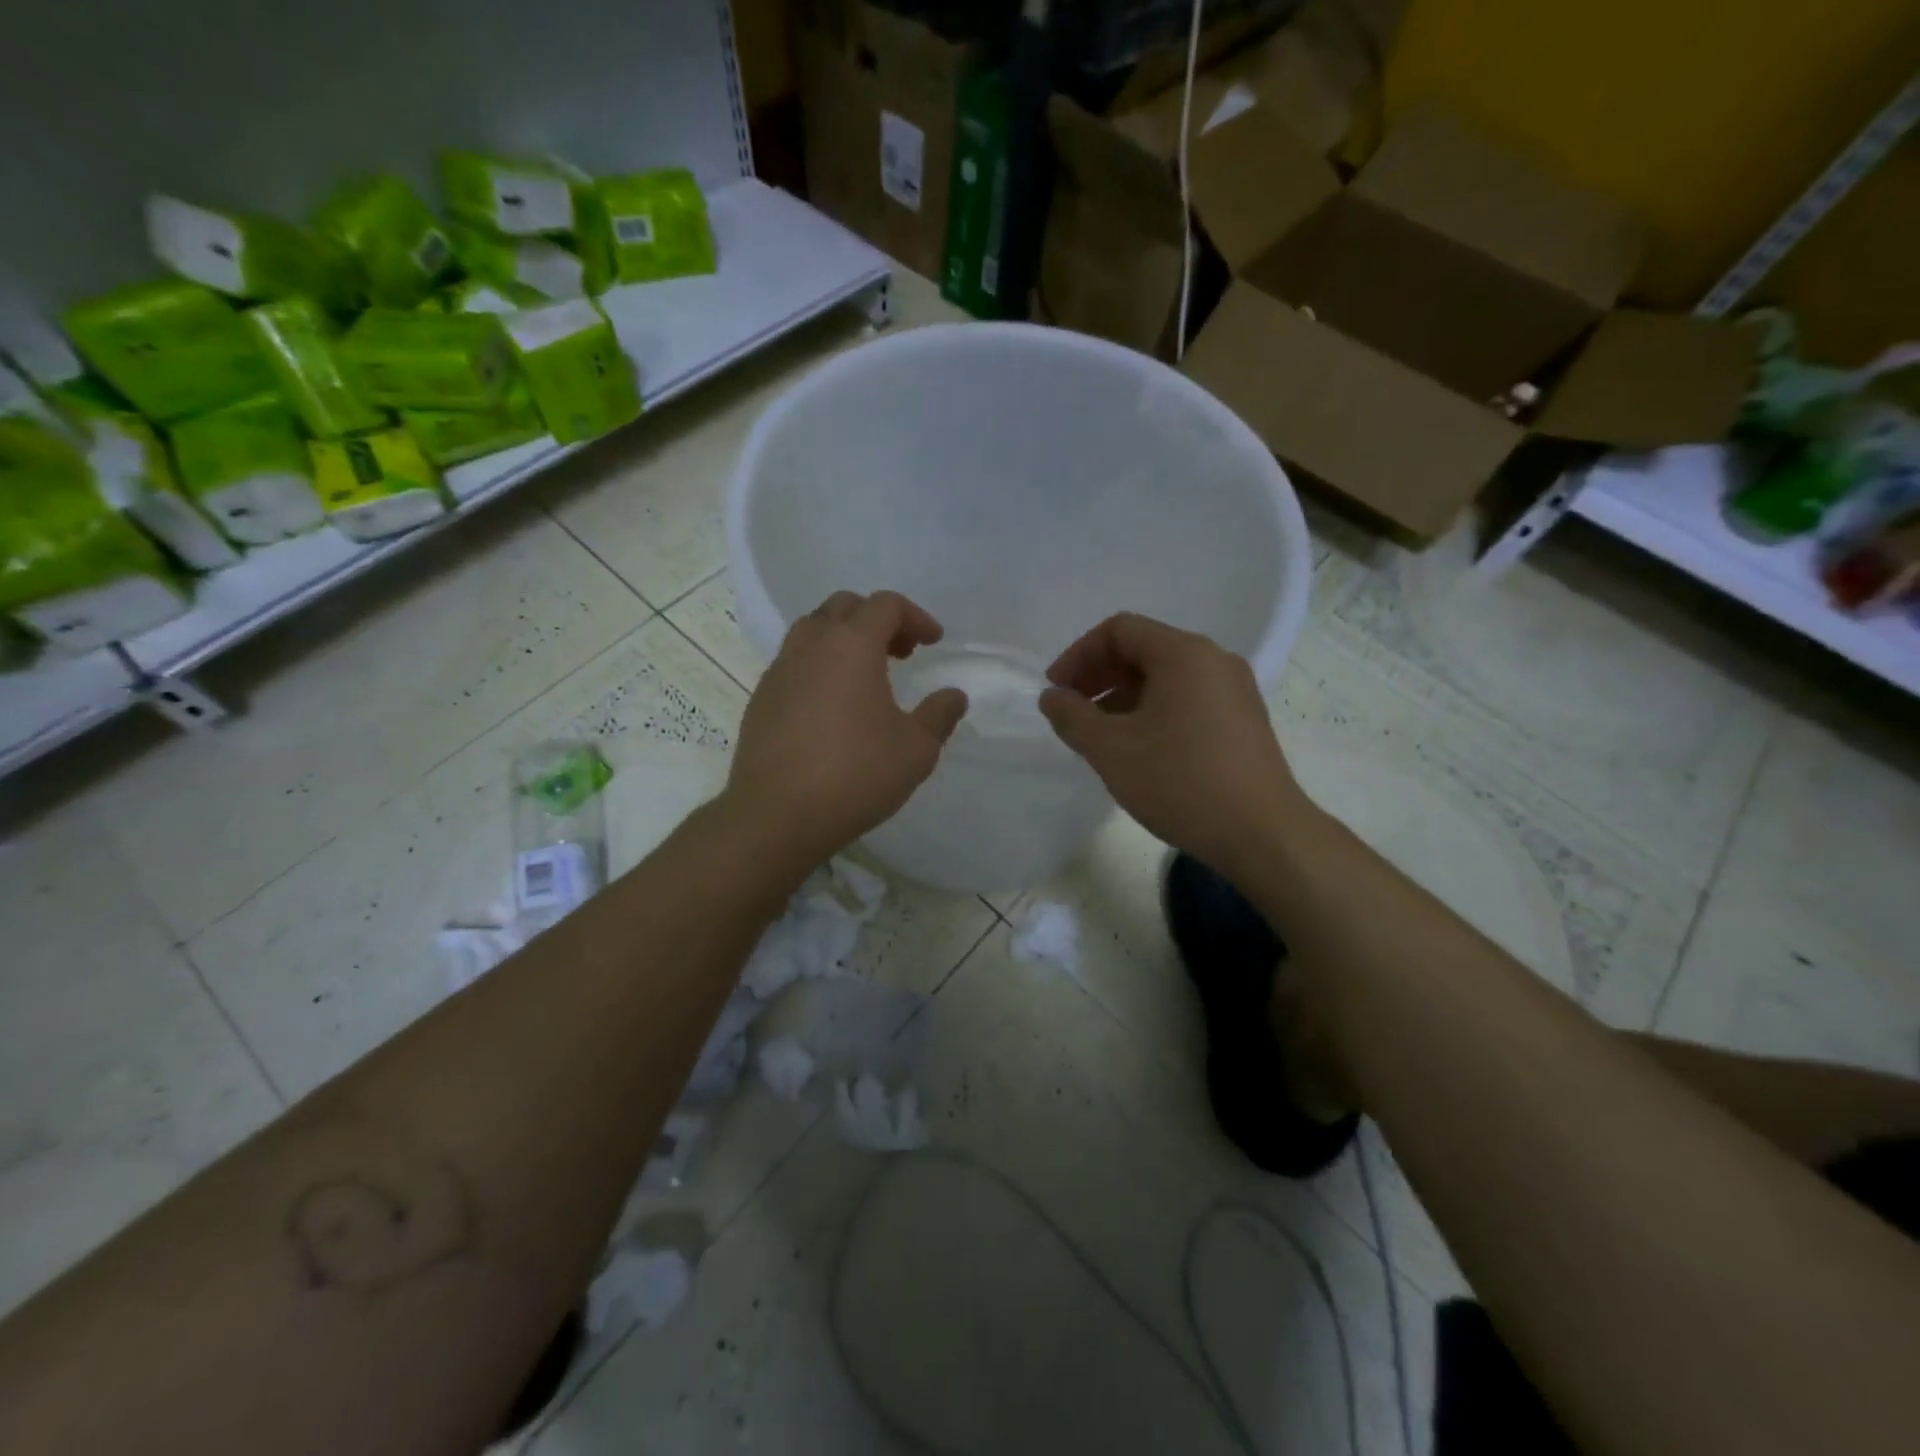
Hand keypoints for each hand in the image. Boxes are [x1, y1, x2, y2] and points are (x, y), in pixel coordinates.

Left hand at [725, 590, 967, 870]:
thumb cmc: (855, 775)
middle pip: (845, 607)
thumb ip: (939, 715)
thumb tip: (954, 695)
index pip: (885, 605)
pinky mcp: (760, 698)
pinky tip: (832, 706)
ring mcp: (779, 670)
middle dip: (877, 620)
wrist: (777, 815)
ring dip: (844, 639)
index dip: (915, 617)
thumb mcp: (916, 750)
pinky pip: (794, 662)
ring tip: (866, 675)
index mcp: (851, 645)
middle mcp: (811, 645)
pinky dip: (819, 665)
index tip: (933, 643)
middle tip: (901, 653)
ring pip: (813, 630)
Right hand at [1039, 613, 1309, 873]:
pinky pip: (1187, 698)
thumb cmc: (1181, 783)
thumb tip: (1052, 697)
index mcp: (1183, 654)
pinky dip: (1153, 710)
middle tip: (1072, 711)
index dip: (1078, 655)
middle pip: (1144, 649)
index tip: (1056, 691)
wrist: (1263, 834)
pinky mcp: (1243, 719)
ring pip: (1165, 676)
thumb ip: (1072, 717)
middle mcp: (1213, 660)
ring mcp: (1234, 689)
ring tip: (1099, 735)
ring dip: (1123, 696)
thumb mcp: (1111, 750)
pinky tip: (1138, 748)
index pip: (1119, 630)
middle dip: (1099, 675)